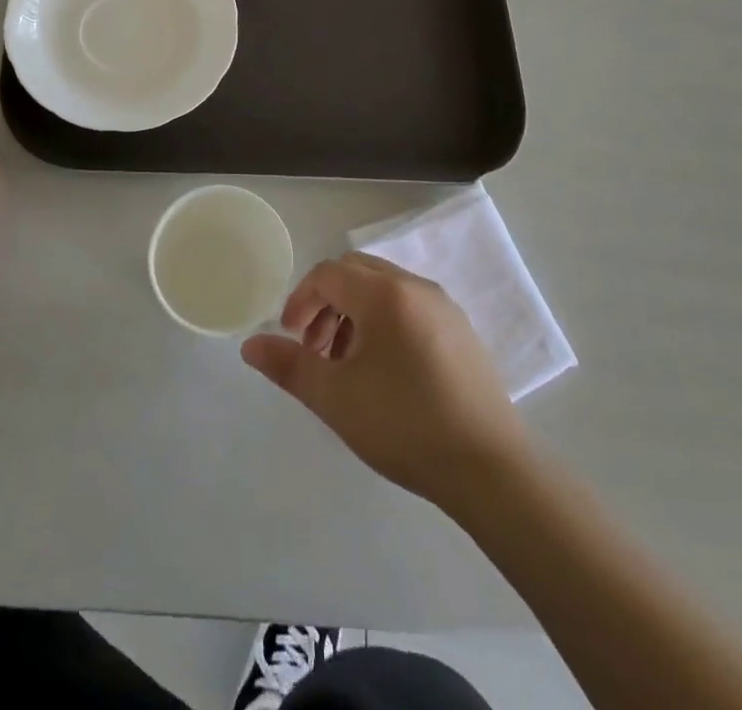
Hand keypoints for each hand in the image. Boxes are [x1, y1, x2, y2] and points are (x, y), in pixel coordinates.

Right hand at [242, 253, 532, 512]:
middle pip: (355, 272)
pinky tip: (384, 371)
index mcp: (384, 294)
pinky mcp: (461, 330)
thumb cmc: (405, 426)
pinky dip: (384, 322)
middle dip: (326, 303)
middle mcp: (415, 286)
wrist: (490, 469)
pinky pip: (410, 306)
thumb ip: (290, 366)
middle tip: (314, 349)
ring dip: (353, 313)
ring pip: (383, 289)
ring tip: (345, 364)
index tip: (291, 339)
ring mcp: (443, 306)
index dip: (300, 300)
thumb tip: (251, 345)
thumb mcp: (336, 399)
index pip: (328, 274)